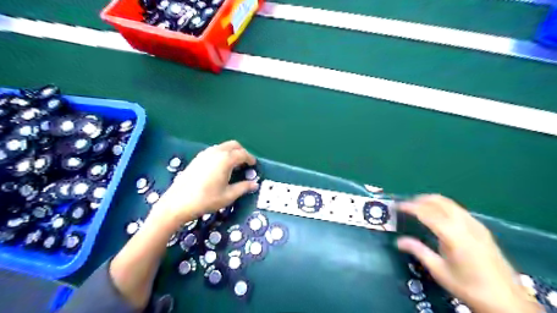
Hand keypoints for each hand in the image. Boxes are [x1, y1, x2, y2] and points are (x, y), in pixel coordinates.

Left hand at [151, 141, 259, 227]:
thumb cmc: (206, 200)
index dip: (250, 159)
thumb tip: (254, 184)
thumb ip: (243, 187)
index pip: (243, 154)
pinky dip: (222, 154)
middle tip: (246, 164)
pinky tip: (221, 167)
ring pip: (223, 146)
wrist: (178, 203)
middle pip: (234, 145)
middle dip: (242, 152)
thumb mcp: (228, 196)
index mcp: (225, 160)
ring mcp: (205, 153)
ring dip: (232, 152)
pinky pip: (215, 150)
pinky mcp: (197, 158)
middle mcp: (216, 152)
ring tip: (234, 166)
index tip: (254, 165)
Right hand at [396, 194, 544, 312]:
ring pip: (450, 203)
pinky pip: (458, 209)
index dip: (410, 207)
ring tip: (419, 207)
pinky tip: (439, 216)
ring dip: (432, 201)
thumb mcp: (439, 271)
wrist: (507, 301)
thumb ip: (418, 251)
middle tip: (406, 205)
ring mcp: (476, 225)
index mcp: (453, 236)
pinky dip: (444, 206)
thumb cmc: (468, 287)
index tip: (397, 206)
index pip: (427, 212)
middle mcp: (465, 225)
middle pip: (439, 201)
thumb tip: (398, 241)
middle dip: (420, 199)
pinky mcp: (482, 229)